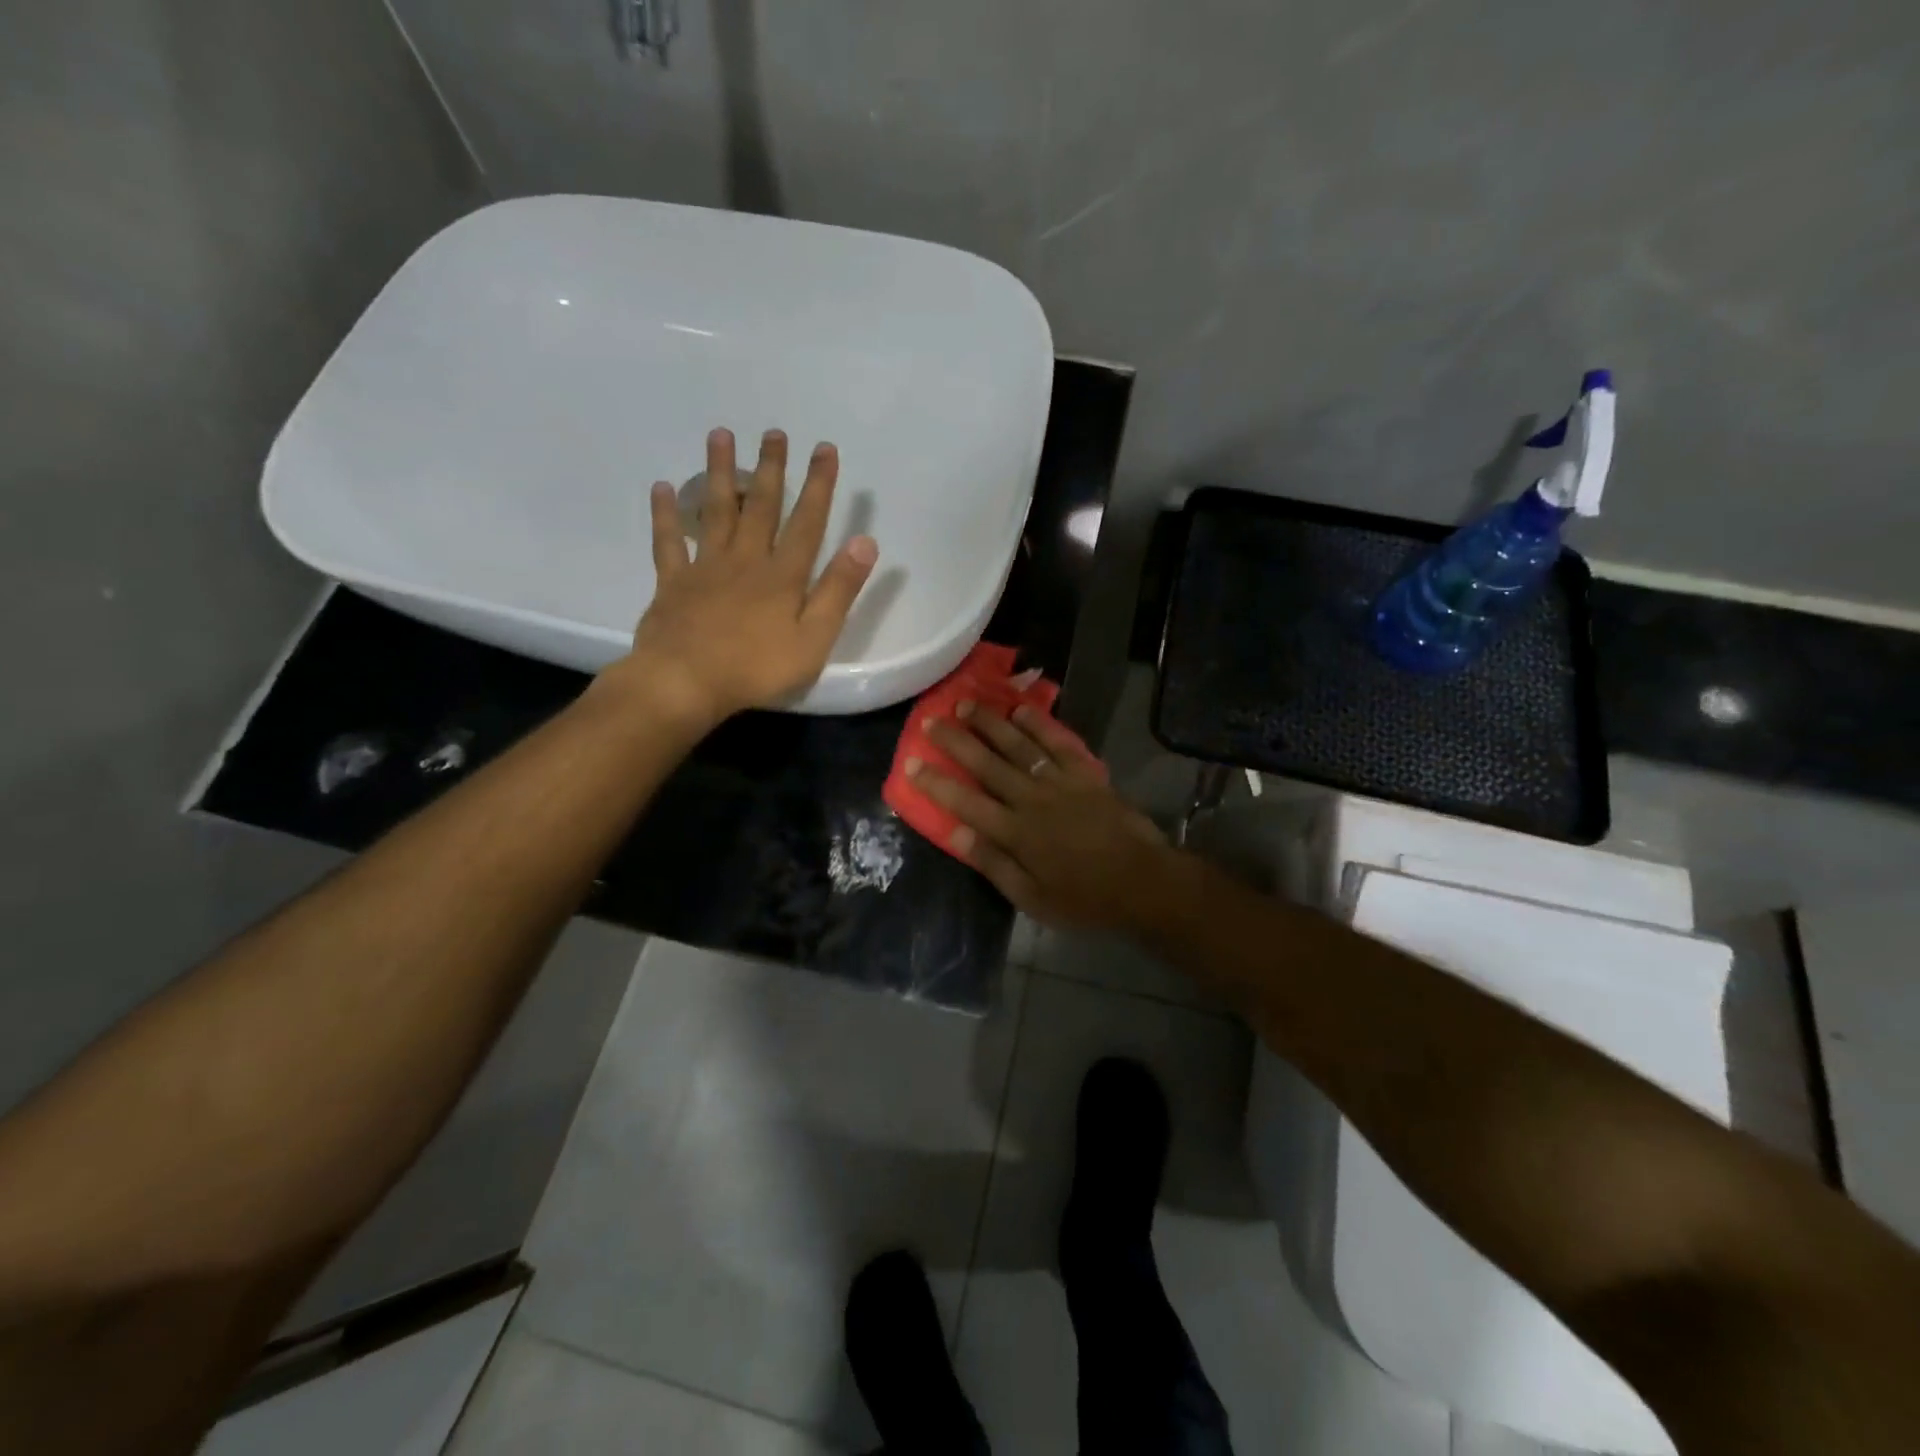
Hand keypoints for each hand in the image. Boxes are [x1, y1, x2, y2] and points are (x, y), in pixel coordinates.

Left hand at [614, 427, 877, 724]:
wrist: (685, 682)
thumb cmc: (757, 668)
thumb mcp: (814, 638)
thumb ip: (838, 591)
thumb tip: (865, 542)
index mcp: (782, 575)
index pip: (806, 522)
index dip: (818, 485)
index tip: (823, 448)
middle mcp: (746, 560)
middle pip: (761, 507)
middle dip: (770, 468)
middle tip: (773, 432)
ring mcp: (706, 568)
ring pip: (715, 512)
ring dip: (720, 473)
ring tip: (721, 435)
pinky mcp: (674, 583)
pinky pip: (669, 542)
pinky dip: (665, 514)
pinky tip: (662, 487)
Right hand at [907, 702, 1177, 929]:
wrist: (1142, 882)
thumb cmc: (1084, 898)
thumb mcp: (1031, 897)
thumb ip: (993, 863)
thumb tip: (955, 833)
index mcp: (1015, 833)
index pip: (964, 802)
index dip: (935, 782)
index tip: (910, 763)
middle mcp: (1031, 799)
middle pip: (986, 765)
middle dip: (955, 741)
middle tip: (931, 721)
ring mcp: (1059, 782)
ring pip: (1018, 746)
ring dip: (990, 724)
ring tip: (967, 704)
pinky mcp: (1085, 773)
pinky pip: (1057, 742)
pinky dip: (1038, 724)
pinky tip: (1020, 710)